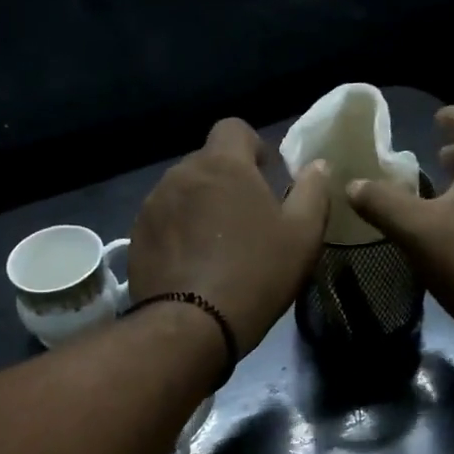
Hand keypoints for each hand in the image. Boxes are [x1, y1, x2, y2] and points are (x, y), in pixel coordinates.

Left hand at [130, 119, 331, 348]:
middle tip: (245, 218)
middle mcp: (181, 174)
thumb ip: (313, 191)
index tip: (264, 174)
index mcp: (223, 164)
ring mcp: (153, 205)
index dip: (251, 146)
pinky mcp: (136, 237)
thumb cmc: (256, 274)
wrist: (191, 325)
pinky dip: (177, 232)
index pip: (233, 128)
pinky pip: (162, 222)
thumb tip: (317, 165)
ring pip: (182, 192)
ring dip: (200, 207)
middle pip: (206, 163)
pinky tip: (191, 264)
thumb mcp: (303, 236)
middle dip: (225, 180)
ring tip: (216, 245)